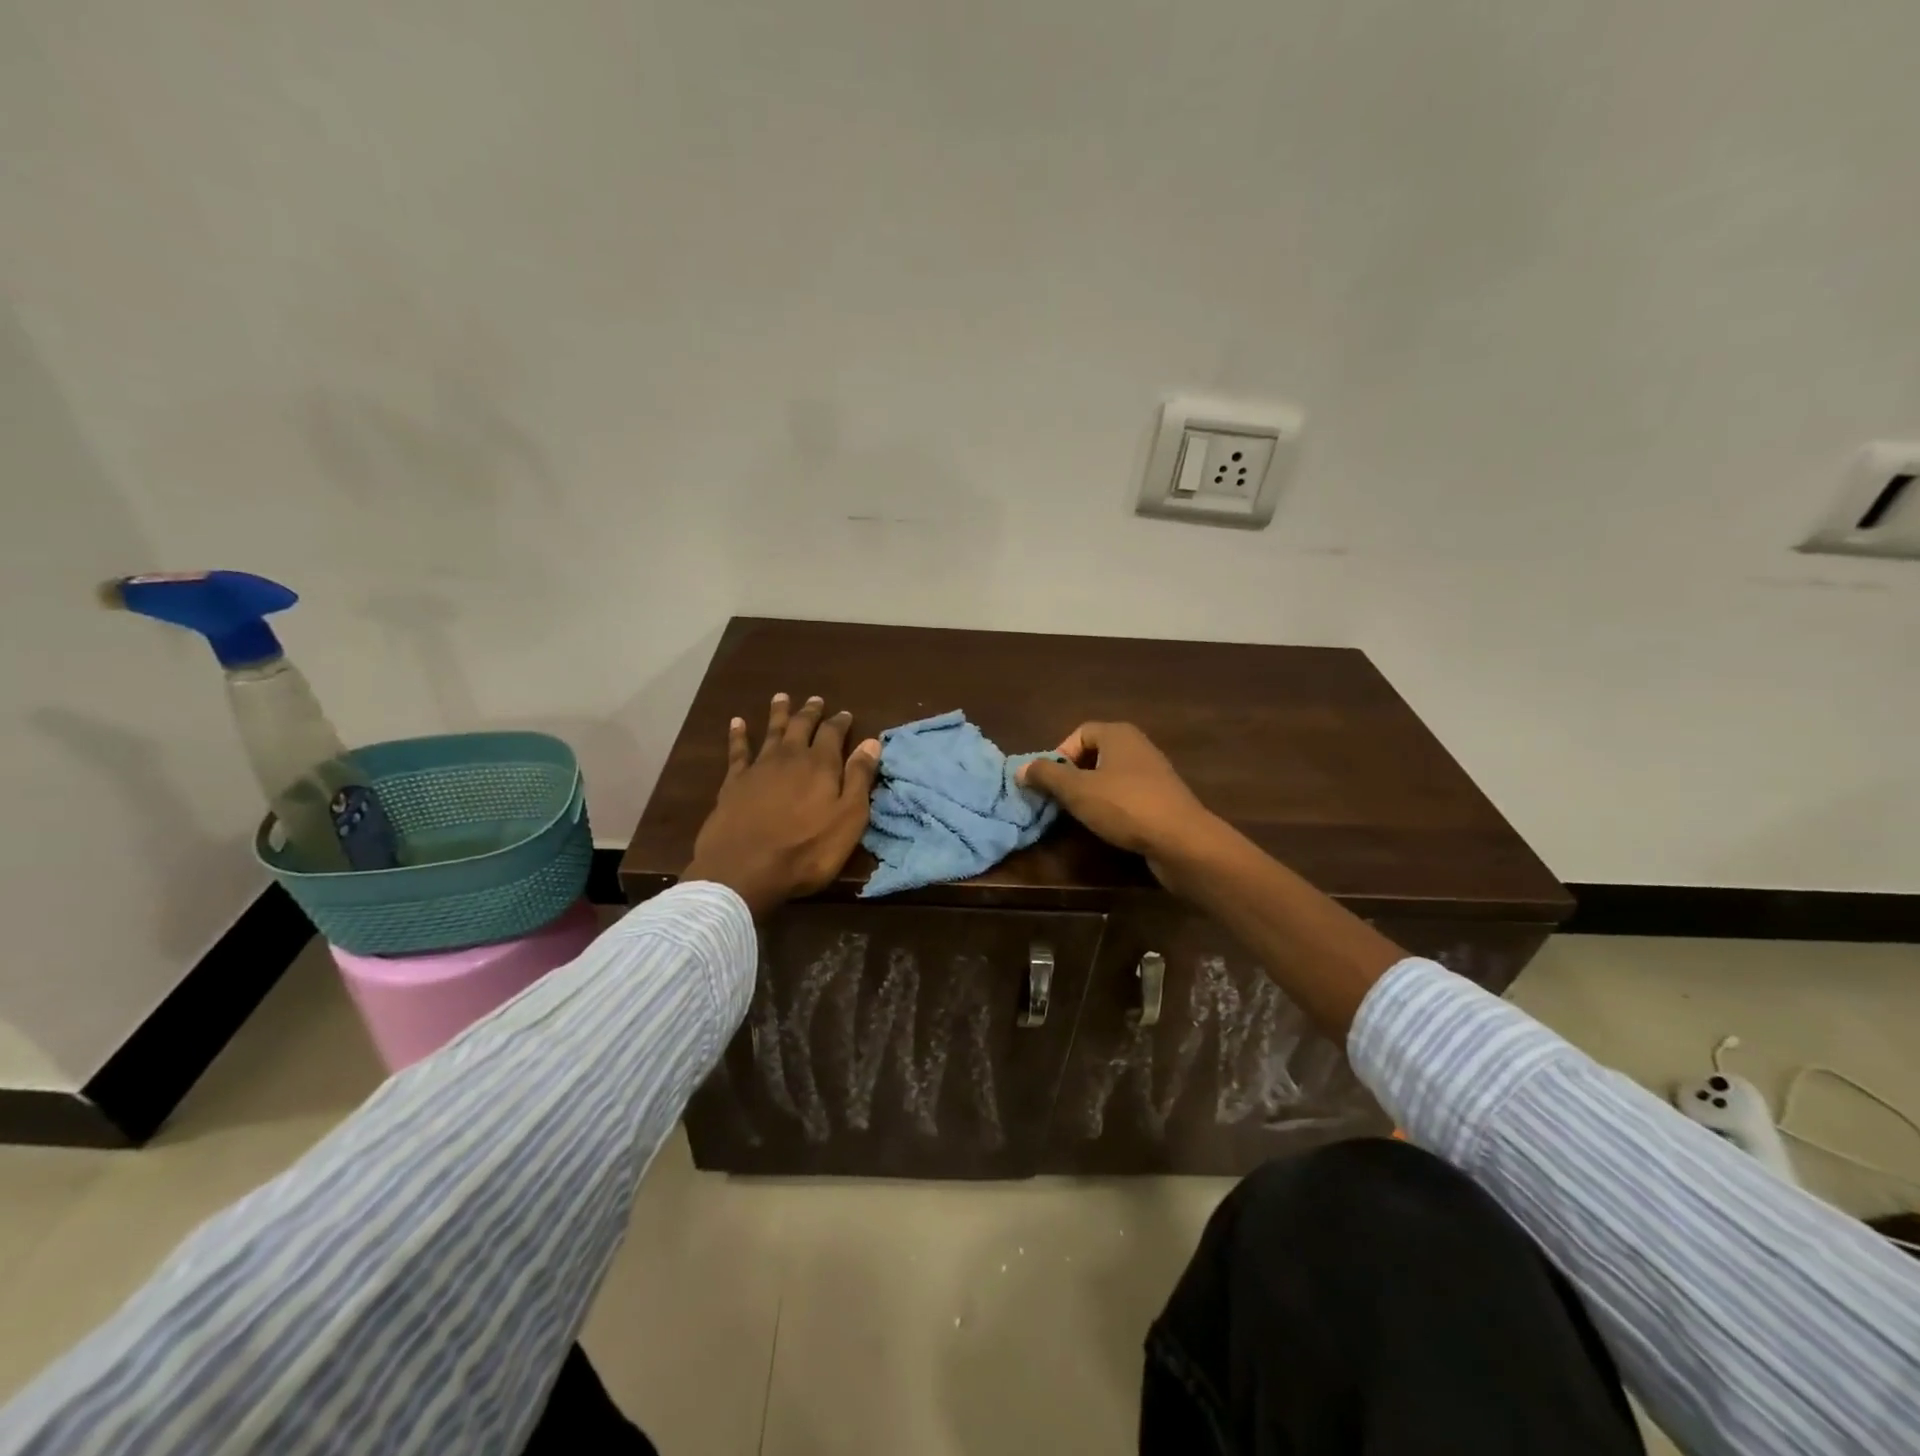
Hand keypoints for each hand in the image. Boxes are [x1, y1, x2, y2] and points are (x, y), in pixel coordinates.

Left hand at [683, 694, 880, 917]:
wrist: (744, 869)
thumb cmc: (806, 850)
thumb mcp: (848, 819)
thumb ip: (859, 779)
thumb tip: (872, 742)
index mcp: (821, 765)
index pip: (833, 734)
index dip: (840, 722)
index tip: (845, 713)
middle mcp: (790, 757)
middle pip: (802, 726)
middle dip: (810, 712)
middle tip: (815, 699)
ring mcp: (759, 767)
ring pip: (772, 732)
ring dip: (778, 713)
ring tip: (781, 697)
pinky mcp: (734, 782)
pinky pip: (737, 751)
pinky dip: (738, 735)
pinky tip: (737, 722)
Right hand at [1017, 722, 1220, 882]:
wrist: (1181, 840)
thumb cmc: (1125, 806)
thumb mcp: (1076, 790)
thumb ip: (1046, 776)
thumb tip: (1021, 768)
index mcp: (1118, 734)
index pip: (1079, 732)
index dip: (1060, 754)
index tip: (1052, 782)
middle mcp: (1138, 746)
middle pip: (1094, 754)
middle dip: (1073, 776)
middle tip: (1061, 800)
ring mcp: (1153, 772)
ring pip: (1111, 776)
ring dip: (1092, 793)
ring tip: (1081, 815)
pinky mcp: (1162, 798)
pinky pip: (1128, 795)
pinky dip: (1113, 806)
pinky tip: (1108, 825)